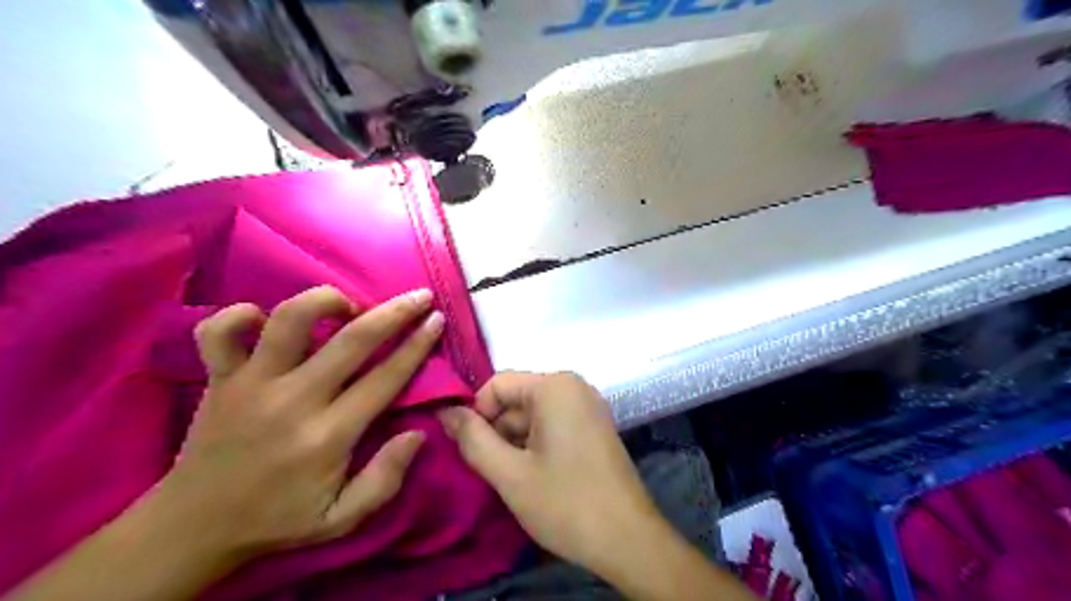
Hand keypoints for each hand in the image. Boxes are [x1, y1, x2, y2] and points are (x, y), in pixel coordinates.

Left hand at [155, 283, 442, 558]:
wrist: (193, 528)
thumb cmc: (278, 519)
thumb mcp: (343, 518)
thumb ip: (385, 479)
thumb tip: (418, 433)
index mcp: (328, 436)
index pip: (385, 377)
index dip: (417, 344)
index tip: (436, 319)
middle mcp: (294, 400)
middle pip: (353, 340)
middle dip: (395, 312)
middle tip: (419, 295)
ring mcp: (252, 383)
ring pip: (290, 319)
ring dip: (327, 301)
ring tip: (348, 306)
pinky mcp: (219, 378)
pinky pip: (219, 330)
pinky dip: (242, 314)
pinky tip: (265, 319)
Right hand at [434, 372, 660, 571]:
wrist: (628, 540)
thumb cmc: (566, 503)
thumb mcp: (510, 474)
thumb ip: (472, 439)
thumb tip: (444, 411)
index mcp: (555, 386)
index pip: (496, 385)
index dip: (476, 414)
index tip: (471, 451)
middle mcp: (573, 386)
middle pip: (515, 399)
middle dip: (497, 432)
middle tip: (491, 471)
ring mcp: (587, 406)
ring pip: (532, 414)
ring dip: (514, 442)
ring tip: (513, 478)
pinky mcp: (593, 426)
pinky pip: (551, 424)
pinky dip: (534, 445)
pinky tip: (534, 476)